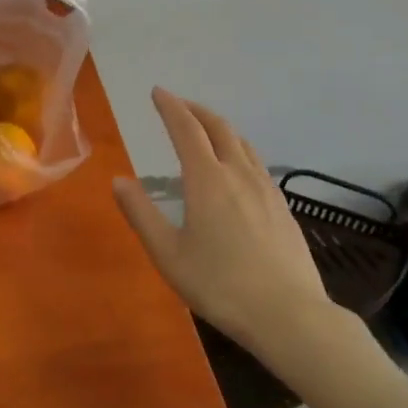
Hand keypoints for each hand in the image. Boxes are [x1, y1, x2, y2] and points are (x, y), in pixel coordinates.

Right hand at [114, 88, 351, 359]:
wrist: (289, 315)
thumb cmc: (219, 285)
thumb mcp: (167, 253)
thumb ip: (141, 213)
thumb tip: (118, 180)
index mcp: (207, 179)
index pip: (186, 129)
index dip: (170, 107)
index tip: (158, 92)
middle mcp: (239, 174)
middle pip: (219, 128)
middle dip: (196, 110)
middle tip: (178, 105)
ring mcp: (266, 189)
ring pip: (242, 143)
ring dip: (220, 128)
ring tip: (205, 131)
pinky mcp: (283, 207)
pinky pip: (257, 163)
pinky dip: (238, 150)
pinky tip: (236, 169)